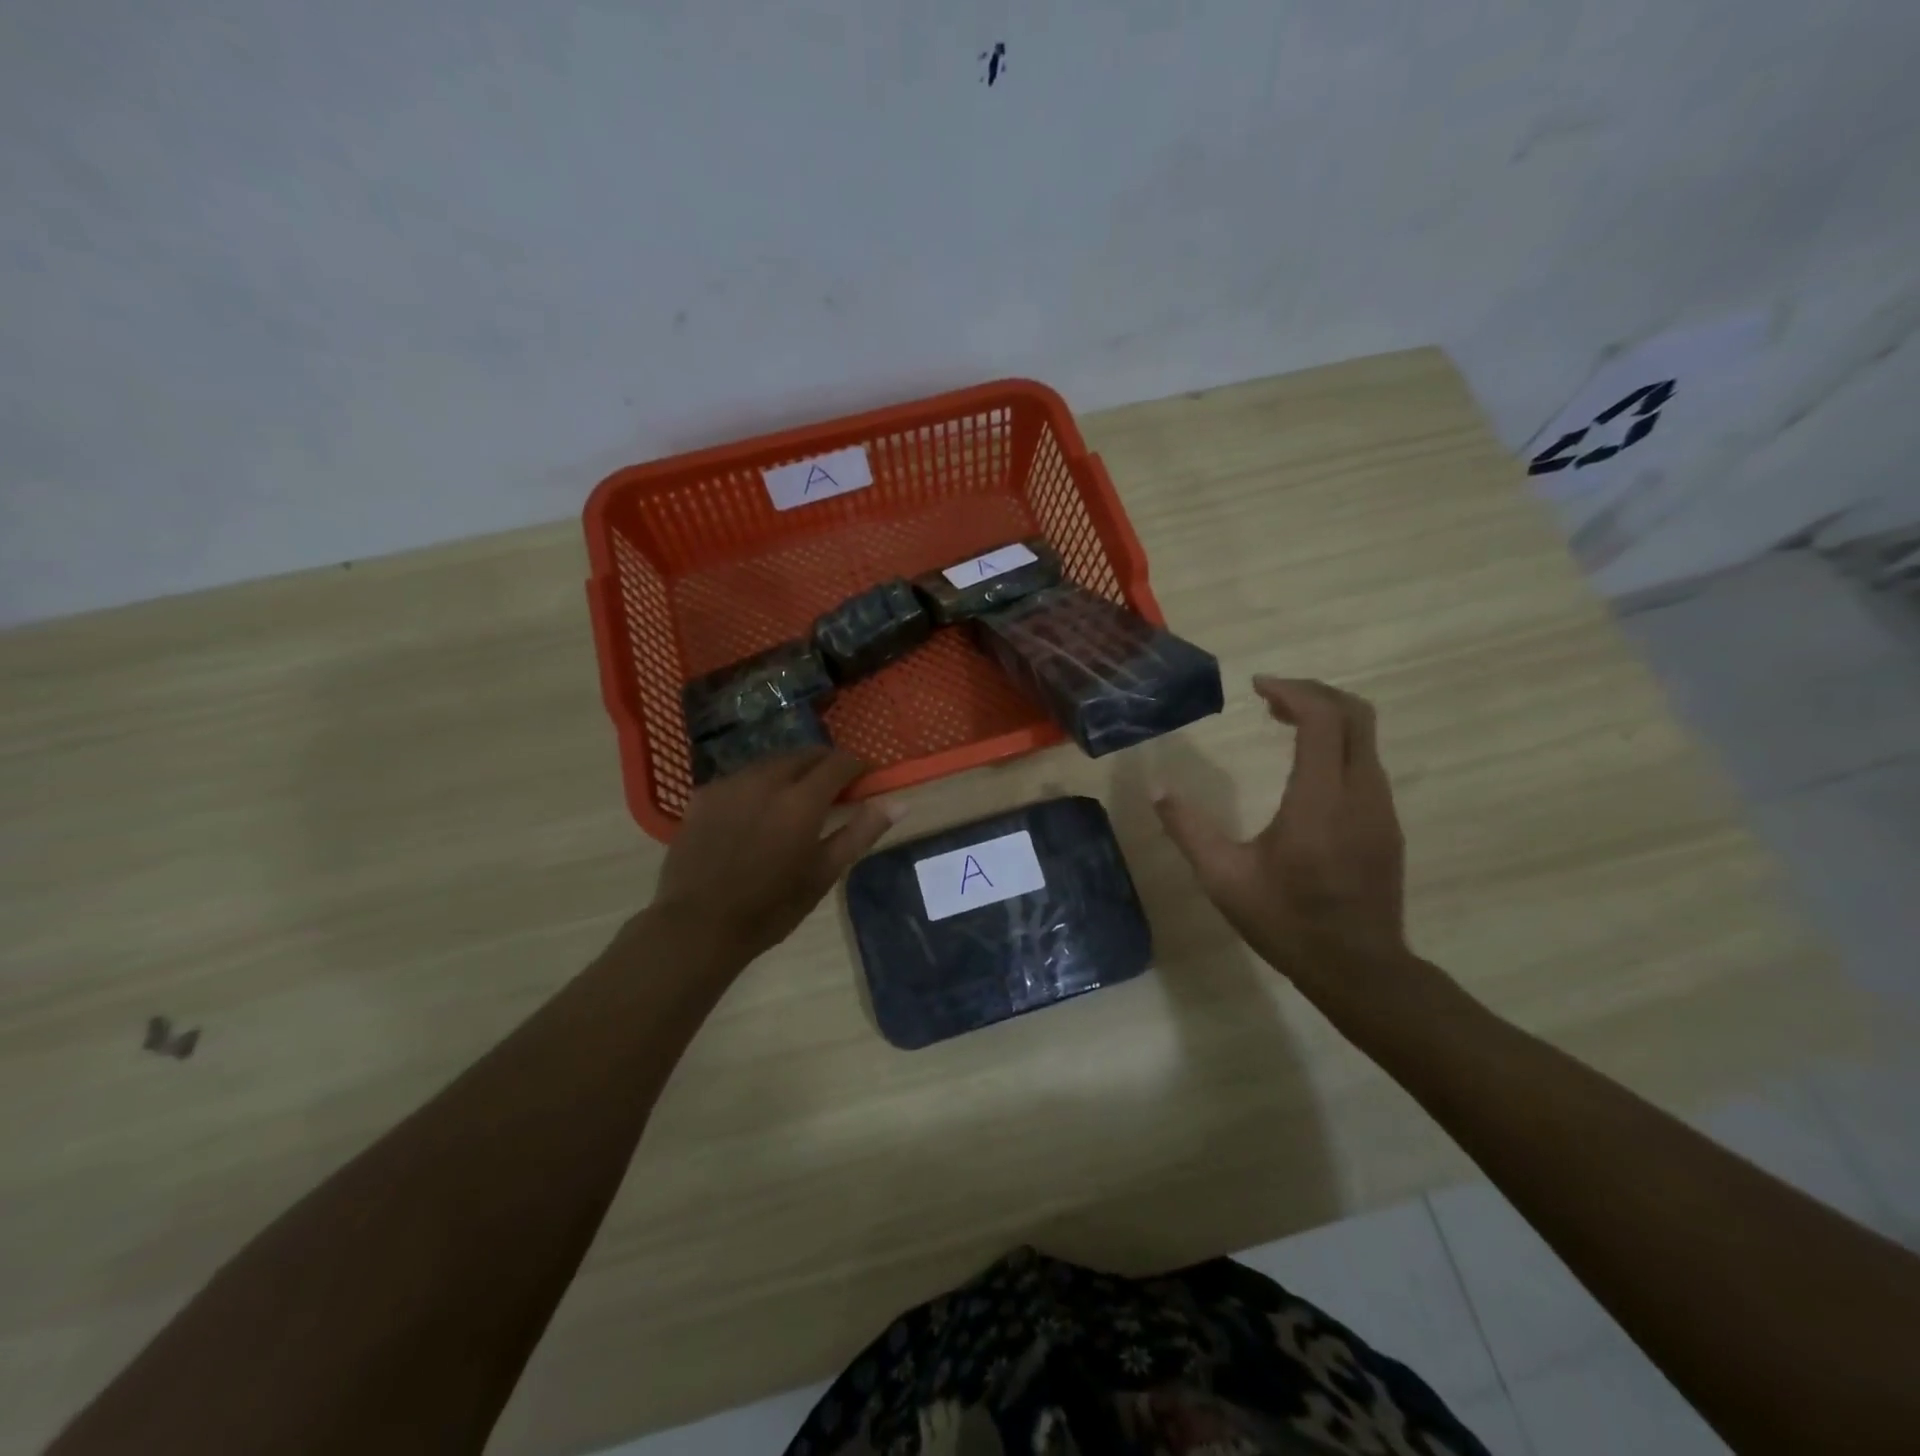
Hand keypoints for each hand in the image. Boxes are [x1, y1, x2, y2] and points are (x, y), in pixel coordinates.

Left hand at [653, 749, 898, 961]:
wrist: (698, 925)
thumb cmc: (771, 907)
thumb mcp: (824, 873)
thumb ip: (861, 832)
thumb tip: (899, 803)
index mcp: (801, 801)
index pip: (838, 763)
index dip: (856, 766)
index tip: (864, 778)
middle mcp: (766, 780)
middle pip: (804, 755)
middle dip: (824, 764)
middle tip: (833, 789)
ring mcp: (730, 784)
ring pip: (771, 762)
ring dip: (791, 771)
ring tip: (794, 799)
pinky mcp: (704, 794)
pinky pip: (741, 777)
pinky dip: (758, 784)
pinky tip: (756, 811)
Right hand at [1154, 677, 1408, 1000]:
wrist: (1359, 968)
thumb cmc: (1287, 921)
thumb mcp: (1224, 879)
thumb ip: (1189, 830)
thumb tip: (1158, 791)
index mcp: (1319, 800)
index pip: (1323, 719)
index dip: (1293, 691)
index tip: (1257, 686)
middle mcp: (1359, 793)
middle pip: (1356, 715)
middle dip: (1314, 694)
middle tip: (1271, 698)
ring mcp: (1380, 808)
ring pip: (1366, 737)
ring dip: (1327, 718)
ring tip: (1283, 723)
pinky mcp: (1386, 824)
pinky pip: (1366, 762)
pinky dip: (1338, 744)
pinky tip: (1306, 766)